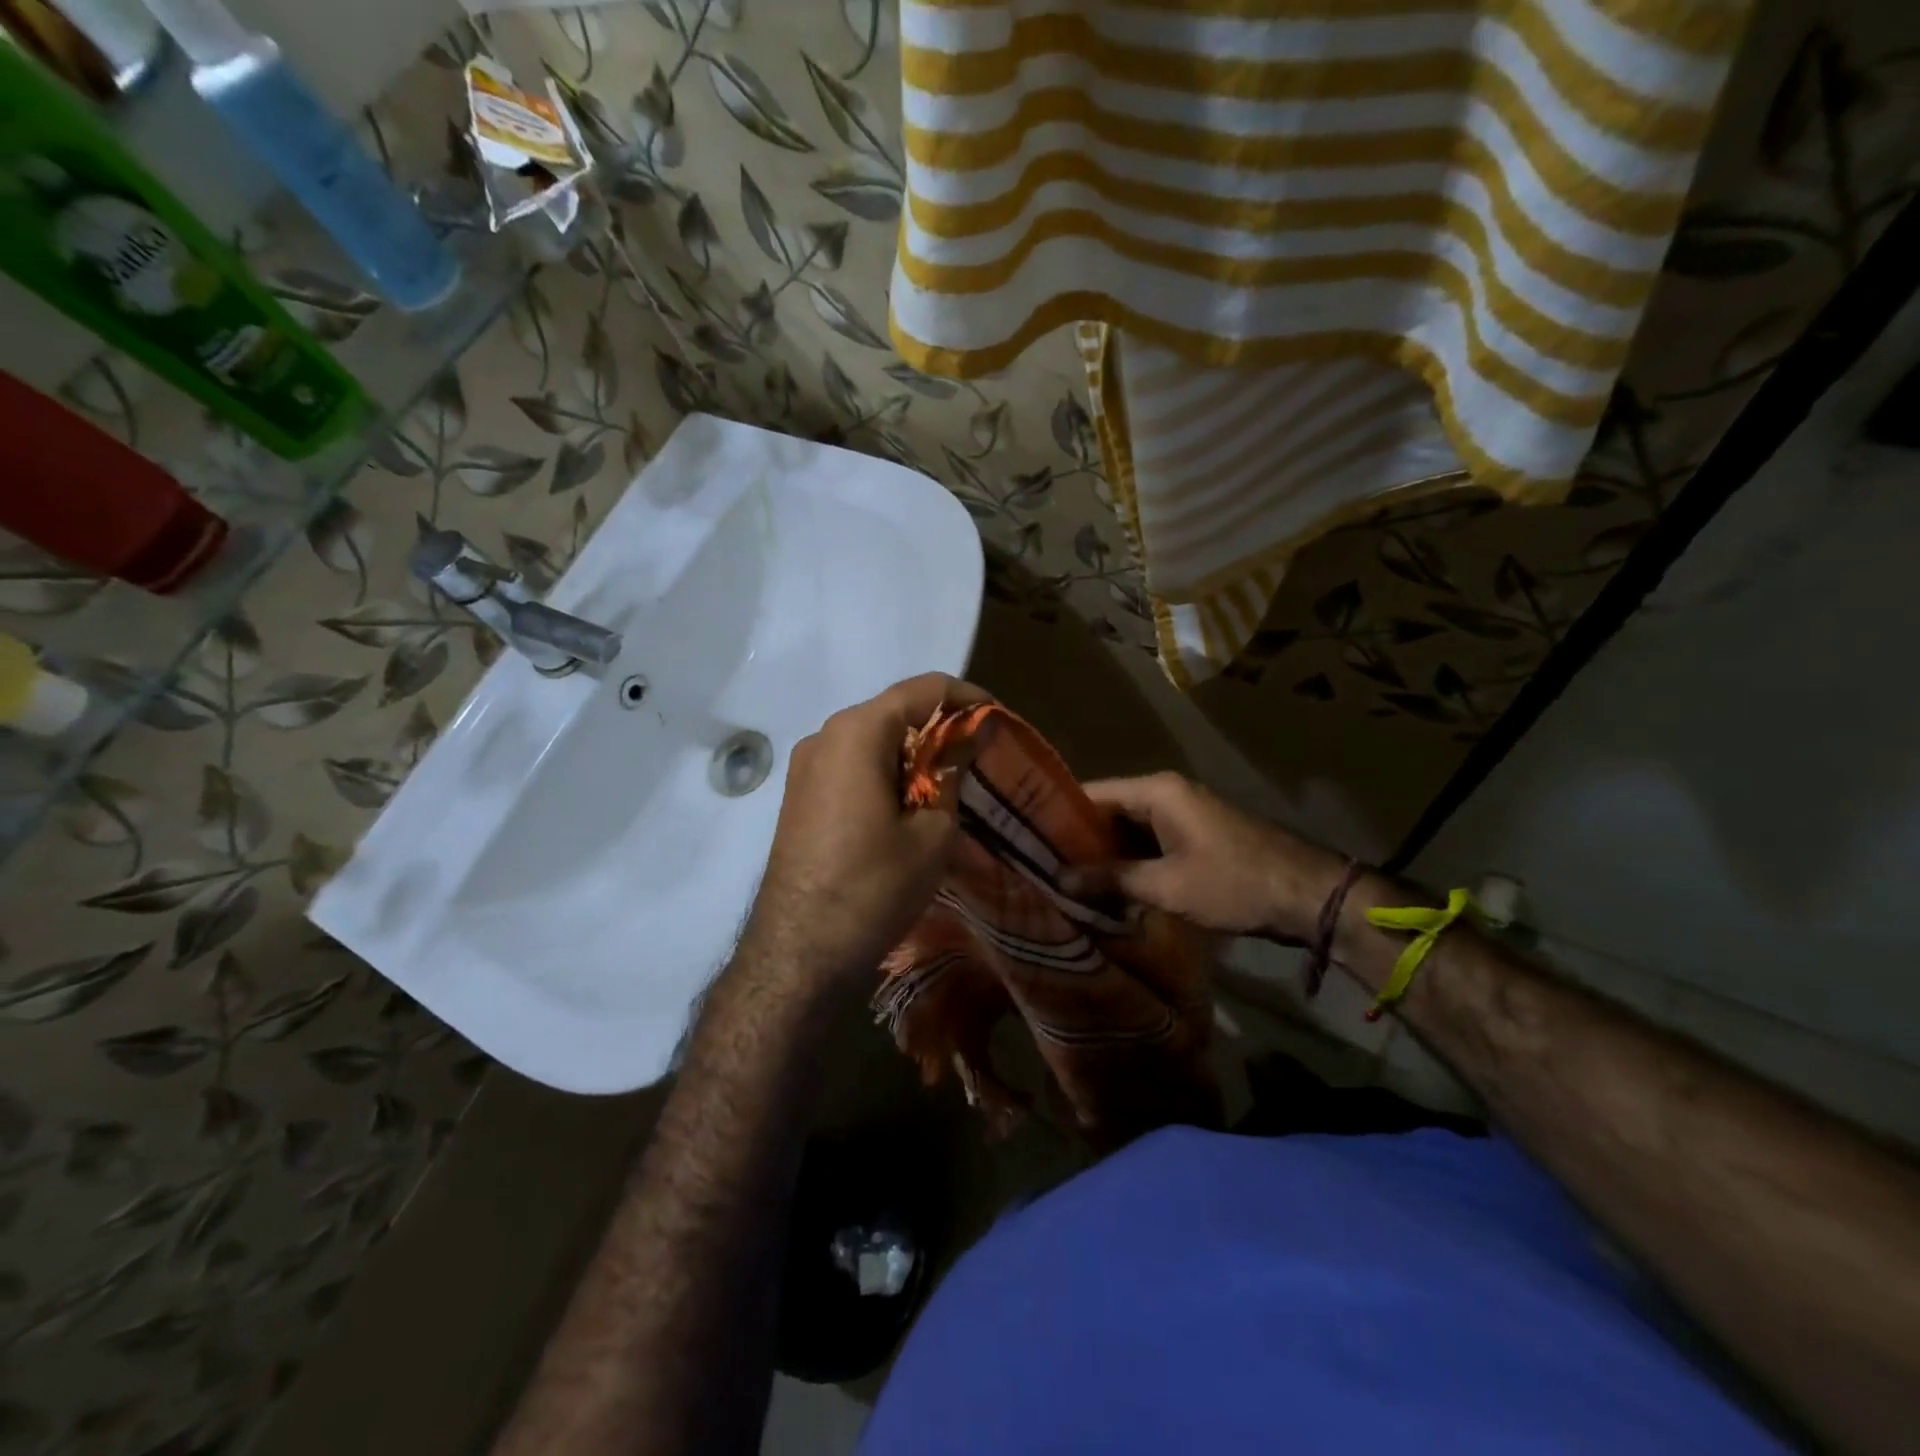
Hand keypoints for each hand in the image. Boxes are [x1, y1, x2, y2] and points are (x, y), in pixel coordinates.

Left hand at [742, 673, 991, 987]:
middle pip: (893, 712)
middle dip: (939, 728)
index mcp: (857, 731)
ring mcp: (805, 767)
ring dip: (912, 753)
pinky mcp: (799, 796)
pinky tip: (908, 806)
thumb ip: (951, 773)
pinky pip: (851, 766)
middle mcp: (824, 736)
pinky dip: (885, 772)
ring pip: (871, 740)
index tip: (998, 719)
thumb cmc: (875, 885)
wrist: (799, 951)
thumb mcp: (933, 831)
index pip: (922, 689)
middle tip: (977, 758)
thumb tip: (964, 741)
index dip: (966, 698)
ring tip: (948, 786)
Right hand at [1068, 773, 1348, 940]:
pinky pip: (1151, 840)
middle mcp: (1167, 792)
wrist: (1310, 895)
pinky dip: (1132, 860)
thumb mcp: (1166, 886)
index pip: (1092, 793)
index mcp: (1157, 791)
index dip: (1059, 816)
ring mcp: (1185, 812)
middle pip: (1109, 809)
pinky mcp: (1197, 833)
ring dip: (1106, 854)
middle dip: (1080, 840)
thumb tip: (1059, 879)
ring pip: (1129, 828)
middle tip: (1044, 868)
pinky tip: (1112, 887)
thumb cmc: (1234, 884)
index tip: (1028, 840)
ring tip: (1069, 881)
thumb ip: (1111, 879)